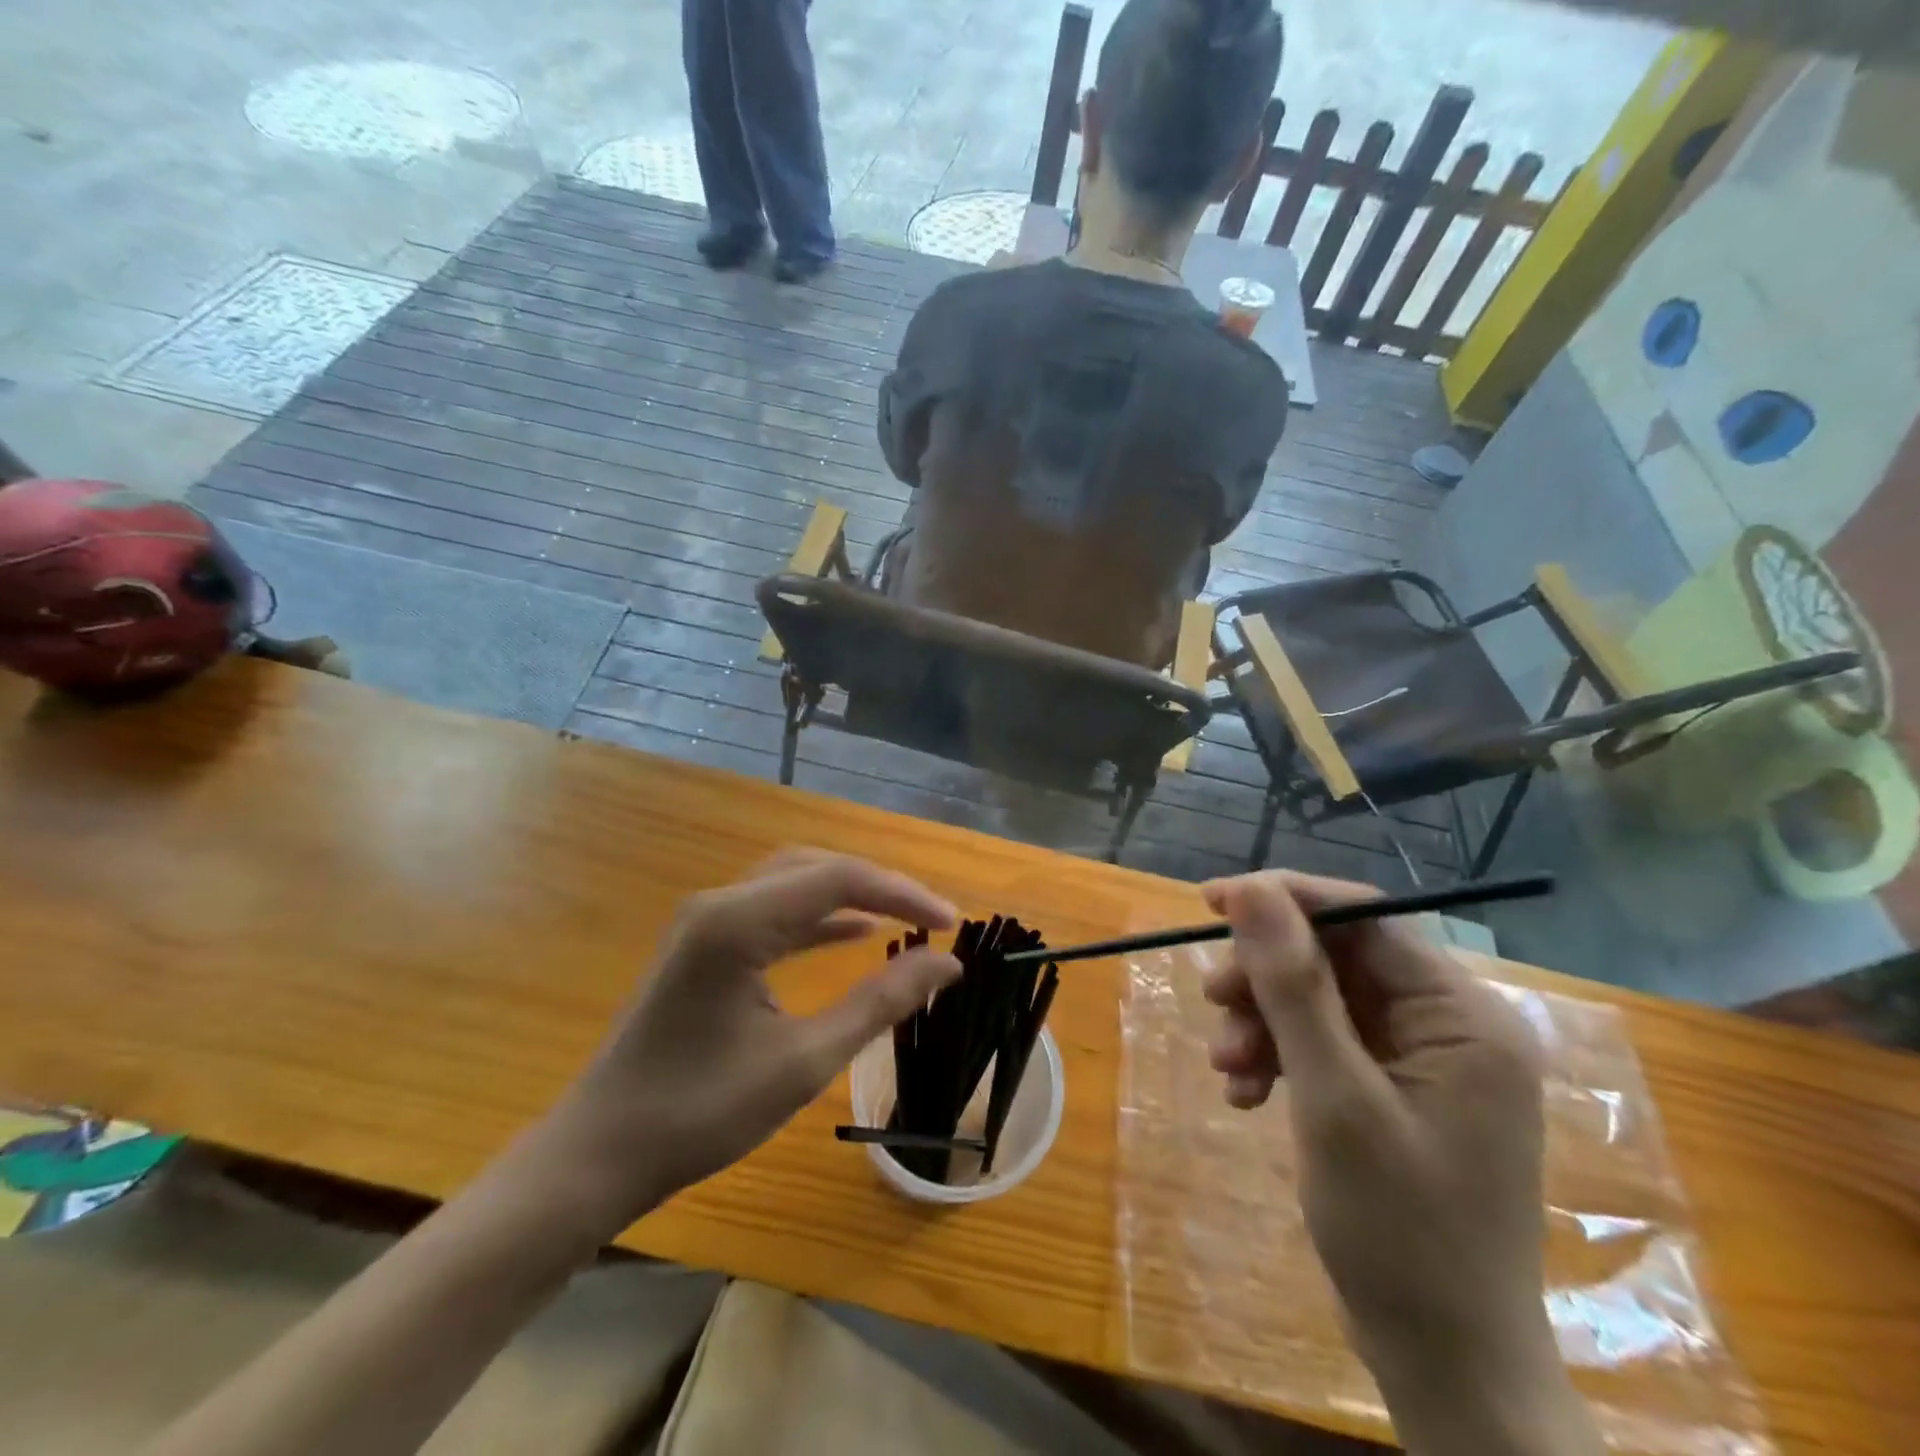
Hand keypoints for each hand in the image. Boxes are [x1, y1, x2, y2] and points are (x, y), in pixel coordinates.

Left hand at [540, 850, 960, 1234]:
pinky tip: (853, 934)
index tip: (953, 924)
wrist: (596, 1156)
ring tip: (905, 919)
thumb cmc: (700, 1113)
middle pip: (816, 868)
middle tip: (933, 919)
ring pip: (794, 883)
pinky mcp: (703, 944)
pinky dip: (818, 918)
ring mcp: (706, 921)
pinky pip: (773, 911)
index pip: (839, 879)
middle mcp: (719, 903)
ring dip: (850, 897)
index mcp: (738, 921)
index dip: (903, 894)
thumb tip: (946, 963)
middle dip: (880, 887)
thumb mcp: (803, 1061)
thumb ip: (878, 1003)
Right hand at [1202, 871, 1600, 1455]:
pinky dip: (1280, 1057)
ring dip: (1265, 1022)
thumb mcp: (1332, 1097)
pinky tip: (1247, 1094)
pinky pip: (1325, 1043)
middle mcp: (1452, 1025)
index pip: (1366, 917)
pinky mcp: (1397, 1090)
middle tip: (1213, 1001)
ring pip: (1322, 1000)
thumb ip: (1292, 986)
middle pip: (1338, 959)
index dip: (1285, 899)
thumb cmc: (1399, 1232)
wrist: (1446, 1365)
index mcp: (1464, 1017)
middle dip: (1267, 979)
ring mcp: (1425, 1061)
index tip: (1211, 900)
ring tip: (1226, 1067)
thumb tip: (1251, 889)